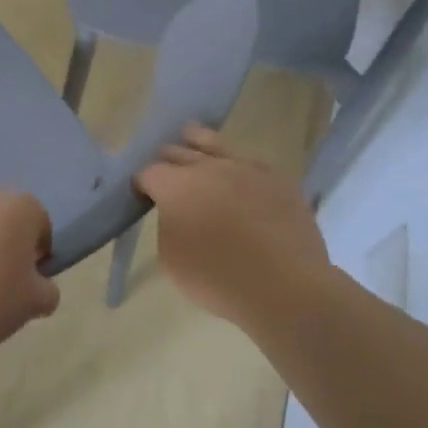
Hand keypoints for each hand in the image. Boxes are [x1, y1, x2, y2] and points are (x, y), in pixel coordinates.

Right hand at [135, 126, 329, 325]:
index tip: (143, 197)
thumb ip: (168, 224)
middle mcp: (209, 167)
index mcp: (177, 185)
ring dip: (197, 143)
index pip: (148, 172)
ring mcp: (245, 168)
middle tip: (167, 176)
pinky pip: (248, 161)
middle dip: (167, 161)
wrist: (286, 288)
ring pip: (214, 142)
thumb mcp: (171, 259)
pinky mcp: (276, 177)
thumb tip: (176, 211)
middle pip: (178, 151)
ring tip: (191, 138)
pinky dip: (235, 164)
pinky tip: (237, 174)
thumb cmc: (218, 279)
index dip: (141, 184)